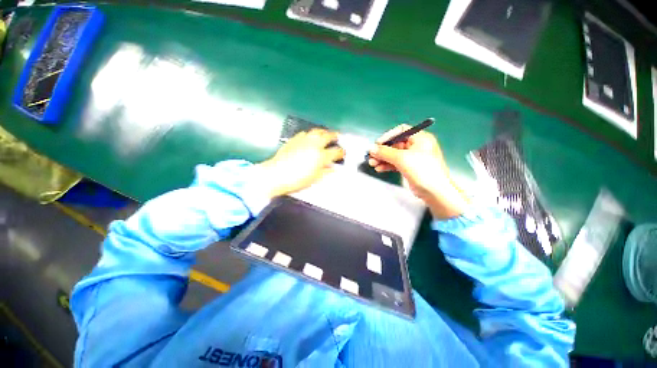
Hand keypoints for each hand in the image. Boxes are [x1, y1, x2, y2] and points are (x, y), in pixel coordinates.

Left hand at [258, 129, 344, 198]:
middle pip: (327, 136)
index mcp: (321, 156)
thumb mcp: (315, 179)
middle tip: (338, 136)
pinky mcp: (294, 140)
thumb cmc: (297, 180)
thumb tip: (333, 168)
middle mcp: (314, 145)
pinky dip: (310, 134)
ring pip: (316, 131)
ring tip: (326, 133)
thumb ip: (326, 172)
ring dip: (323, 132)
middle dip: (335, 135)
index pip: (336, 151)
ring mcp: (303, 141)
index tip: (343, 153)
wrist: (276, 174)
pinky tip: (310, 137)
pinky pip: (305, 133)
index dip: (341, 152)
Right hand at [368, 124, 468, 218]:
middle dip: (383, 150)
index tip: (377, 144)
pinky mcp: (409, 168)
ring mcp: (413, 158)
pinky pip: (395, 163)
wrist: (434, 191)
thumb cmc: (423, 170)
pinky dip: (387, 165)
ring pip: (394, 155)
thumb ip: (385, 152)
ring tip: (372, 163)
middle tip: (372, 156)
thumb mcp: (402, 158)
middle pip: (395, 144)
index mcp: (420, 138)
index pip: (401, 131)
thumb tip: (372, 149)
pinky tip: (379, 168)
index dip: (388, 136)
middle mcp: (417, 146)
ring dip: (382, 159)